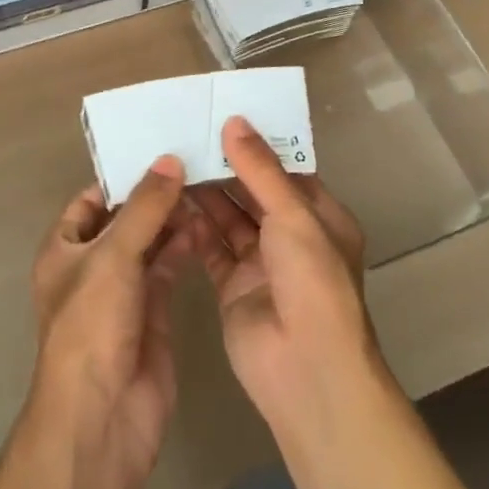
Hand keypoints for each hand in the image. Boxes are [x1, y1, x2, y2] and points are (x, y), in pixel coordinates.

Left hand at [27, 156, 195, 488]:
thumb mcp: (113, 256)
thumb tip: (169, 159)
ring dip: (174, 218)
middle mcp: (92, 265)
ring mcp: (123, 290)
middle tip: (196, 160)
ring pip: (150, 241)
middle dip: (155, 194)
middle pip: (126, 218)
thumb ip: (144, 208)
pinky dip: (185, 247)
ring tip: (207, 185)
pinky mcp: (153, 312)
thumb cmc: (91, 327)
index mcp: (65, 248)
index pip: (93, 198)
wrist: (102, 419)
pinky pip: (168, 268)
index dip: (123, 175)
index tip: (162, 147)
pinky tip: (208, 225)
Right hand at [187, 117, 381, 435]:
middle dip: (224, 167)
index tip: (222, 116)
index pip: (285, 171)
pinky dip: (193, 226)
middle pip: (253, 192)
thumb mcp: (293, 216)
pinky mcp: (232, 286)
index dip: (257, 145)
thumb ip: (260, 170)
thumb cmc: (312, 282)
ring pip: (229, 218)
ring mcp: (261, 263)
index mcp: (319, 217)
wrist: (307, 371)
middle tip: (186, 134)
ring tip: (172, 161)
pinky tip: (169, 202)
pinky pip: (210, 247)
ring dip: (205, 194)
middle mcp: (291, 236)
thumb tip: (235, 122)